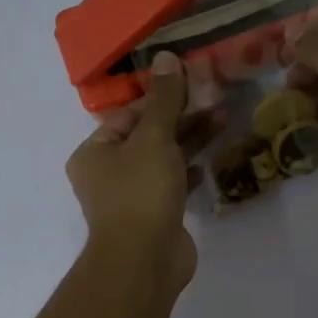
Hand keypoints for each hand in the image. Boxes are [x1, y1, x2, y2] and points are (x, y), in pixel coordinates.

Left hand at [65, 51, 220, 294]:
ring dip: (190, 141)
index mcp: (94, 152)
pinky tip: (209, 162)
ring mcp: (132, 197)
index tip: (192, 82)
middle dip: (181, 117)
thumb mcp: (153, 138)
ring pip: (163, 159)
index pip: (129, 114)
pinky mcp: (155, 216)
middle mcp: (108, 173)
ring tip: (223, 119)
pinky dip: (190, 171)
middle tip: (215, 98)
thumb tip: (166, 57)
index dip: (160, 97)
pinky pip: (173, 184)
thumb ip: (164, 100)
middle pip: (147, 135)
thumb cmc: (140, 192)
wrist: (145, 260)